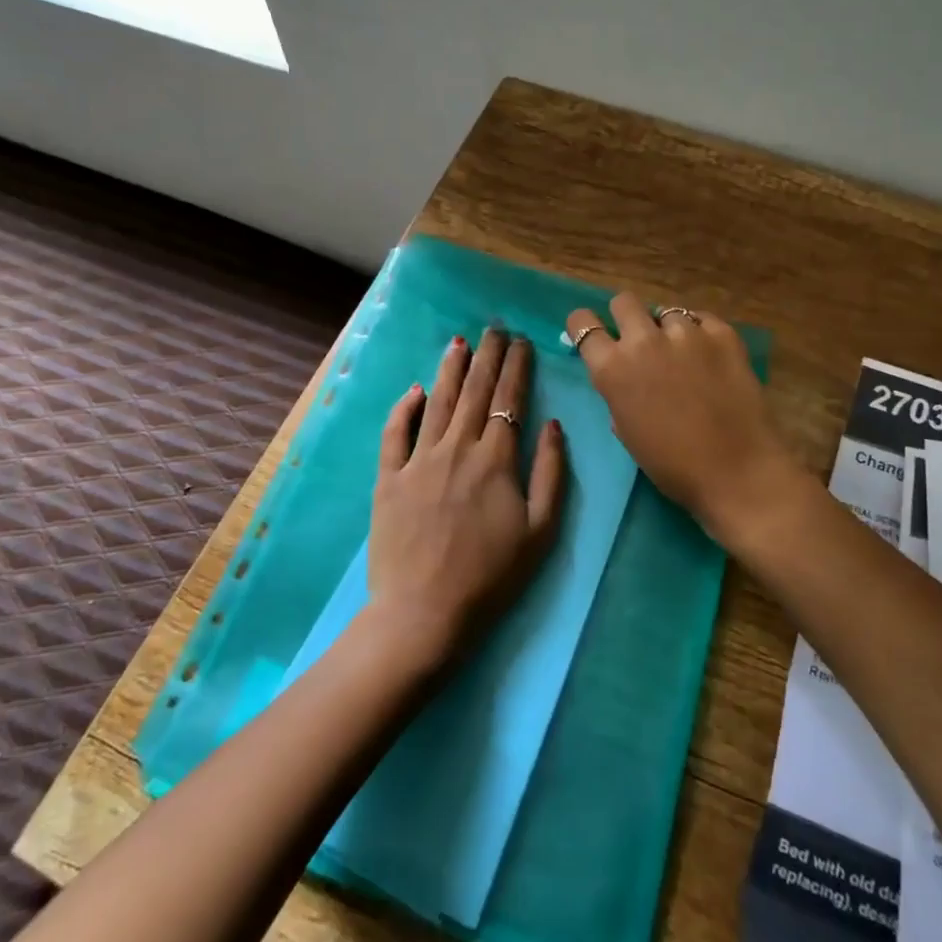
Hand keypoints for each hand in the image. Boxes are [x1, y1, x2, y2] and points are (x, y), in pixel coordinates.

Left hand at [367, 328, 565, 660]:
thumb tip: (551, 425)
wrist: (425, 613)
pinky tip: (414, 388)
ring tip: (460, 342)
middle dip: (487, 356)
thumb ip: (550, 473)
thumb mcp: (541, 531)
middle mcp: (457, 448)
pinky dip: (404, 407)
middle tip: (494, 328)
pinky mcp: (389, 478)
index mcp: (496, 460)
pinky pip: (395, 433)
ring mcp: (419, 461)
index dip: (516, 367)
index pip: (508, 400)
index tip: (521, 342)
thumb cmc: (491, 578)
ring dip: (450, 369)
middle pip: (474, 391)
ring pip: (437, 402)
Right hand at [566, 295, 800, 544]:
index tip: (595, 336)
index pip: (582, 323)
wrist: (738, 473)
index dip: (585, 327)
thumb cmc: (672, 466)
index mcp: (612, 368)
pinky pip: (702, 320)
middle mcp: (644, 341)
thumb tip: (624, 377)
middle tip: (640, 341)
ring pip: (666, 312)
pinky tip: (709, 356)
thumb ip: (617, 392)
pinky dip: (700, 333)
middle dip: (626, 317)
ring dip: (668, 330)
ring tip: (684, 356)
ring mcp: (687, 333)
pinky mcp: (723, 335)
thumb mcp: (626, 430)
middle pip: (624, 302)